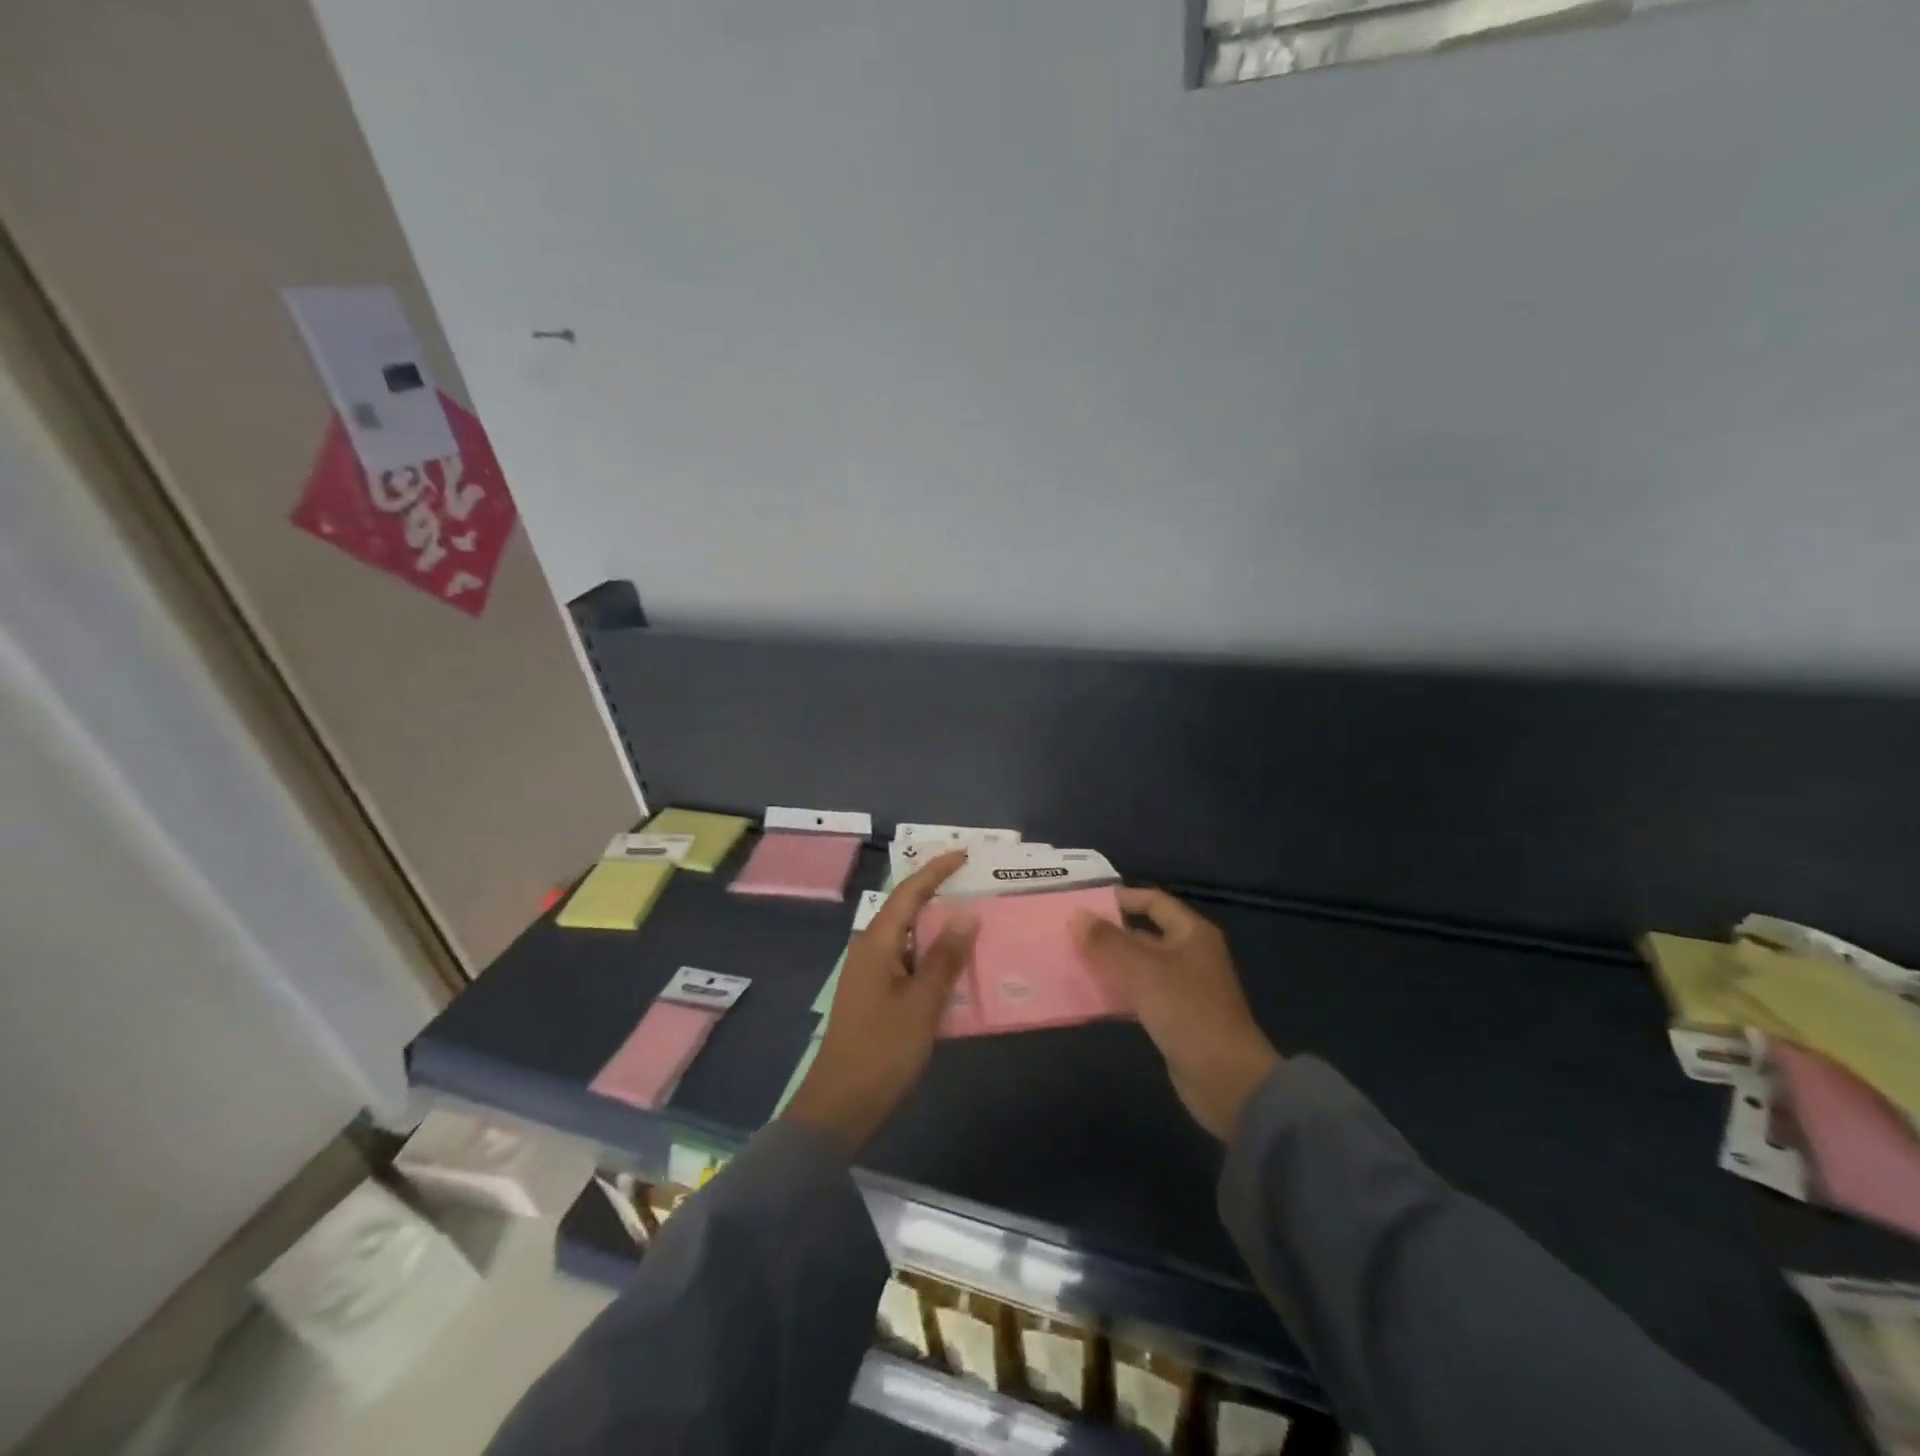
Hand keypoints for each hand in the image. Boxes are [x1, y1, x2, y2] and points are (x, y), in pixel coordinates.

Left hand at [783, 851, 978, 1155]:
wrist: (840, 1106)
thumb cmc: (882, 1051)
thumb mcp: (922, 1004)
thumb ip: (945, 958)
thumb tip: (966, 915)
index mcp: (877, 943)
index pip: (908, 892)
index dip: (936, 870)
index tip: (964, 854)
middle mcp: (869, 949)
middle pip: (906, 909)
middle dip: (937, 893)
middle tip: (974, 884)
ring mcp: (869, 973)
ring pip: (907, 937)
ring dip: (935, 926)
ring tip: (971, 918)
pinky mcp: (874, 995)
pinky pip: (906, 960)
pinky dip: (930, 955)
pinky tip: (953, 965)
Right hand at [1074, 888, 1281, 1140]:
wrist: (1226, 1080)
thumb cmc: (1188, 1012)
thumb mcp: (1144, 971)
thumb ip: (1108, 942)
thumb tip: (1077, 916)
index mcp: (1191, 934)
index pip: (1153, 901)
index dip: (1121, 898)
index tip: (1084, 902)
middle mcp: (1189, 955)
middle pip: (1143, 934)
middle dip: (1107, 934)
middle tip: (1068, 934)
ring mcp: (1182, 988)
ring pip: (1137, 967)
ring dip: (1108, 965)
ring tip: (1070, 961)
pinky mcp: (1173, 1017)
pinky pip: (1138, 996)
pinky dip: (1116, 993)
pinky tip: (1088, 997)